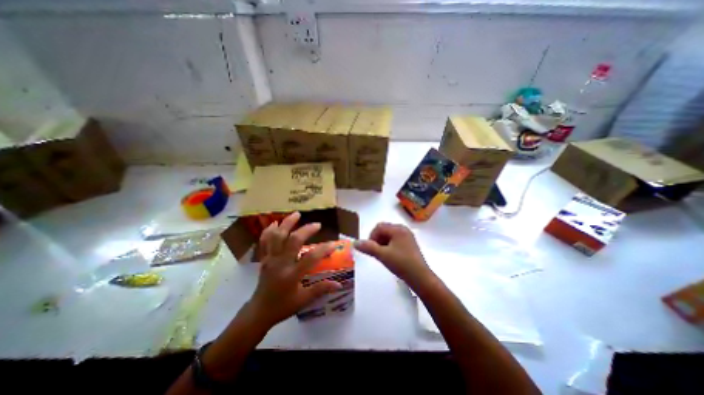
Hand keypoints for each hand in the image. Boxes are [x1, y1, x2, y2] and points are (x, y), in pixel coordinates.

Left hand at [248, 212, 342, 325]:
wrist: (259, 311)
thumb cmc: (283, 306)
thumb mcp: (303, 300)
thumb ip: (321, 289)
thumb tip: (339, 284)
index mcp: (291, 275)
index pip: (311, 258)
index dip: (324, 249)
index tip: (333, 244)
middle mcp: (280, 263)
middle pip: (293, 240)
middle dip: (306, 230)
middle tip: (317, 224)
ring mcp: (270, 259)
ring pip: (277, 236)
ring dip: (287, 223)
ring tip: (296, 214)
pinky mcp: (264, 258)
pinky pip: (264, 241)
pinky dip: (269, 230)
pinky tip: (275, 223)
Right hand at [356, 224, 431, 288]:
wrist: (420, 277)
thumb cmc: (401, 263)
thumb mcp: (382, 255)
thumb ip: (368, 247)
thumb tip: (355, 242)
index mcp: (398, 229)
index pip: (379, 227)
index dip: (371, 236)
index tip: (370, 248)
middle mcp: (403, 229)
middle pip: (384, 229)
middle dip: (377, 239)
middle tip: (376, 252)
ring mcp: (408, 236)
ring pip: (389, 235)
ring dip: (382, 242)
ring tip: (382, 254)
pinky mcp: (410, 243)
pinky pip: (395, 240)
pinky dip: (389, 245)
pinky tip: (390, 255)